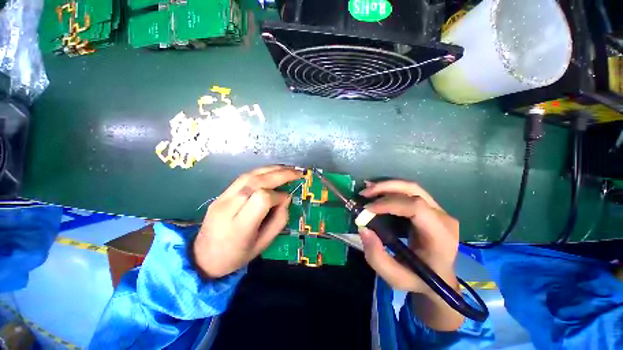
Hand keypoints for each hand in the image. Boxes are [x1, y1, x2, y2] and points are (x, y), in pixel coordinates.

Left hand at [193, 165, 301, 277]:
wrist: (202, 257)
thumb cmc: (236, 256)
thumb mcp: (263, 244)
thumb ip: (278, 220)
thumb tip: (286, 198)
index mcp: (239, 226)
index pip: (262, 198)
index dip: (278, 196)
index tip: (286, 199)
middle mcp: (228, 208)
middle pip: (257, 182)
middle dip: (280, 174)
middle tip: (297, 172)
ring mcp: (222, 198)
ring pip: (250, 175)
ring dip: (271, 169)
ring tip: (288, 168)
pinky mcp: (221, 193)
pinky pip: (243, 177)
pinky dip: (261, 171)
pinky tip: (272, 171)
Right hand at [359, 179, 462, 330]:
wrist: (439, 278)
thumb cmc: (419, 280)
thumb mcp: (395, 278)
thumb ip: (377, 257)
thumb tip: (363, 229)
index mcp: (440, 237)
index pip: (416, 207)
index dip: (389, 203)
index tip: (367, 209)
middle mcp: (443, 218)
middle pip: (414, 190)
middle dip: (385, 188)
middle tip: (364, 194)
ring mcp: (439, 211)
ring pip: (411, 187)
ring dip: (387, 186)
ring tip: (367, 191)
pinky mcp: (431, 208)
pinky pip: (410, 192)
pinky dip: (391, 189)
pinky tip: (377, 192)